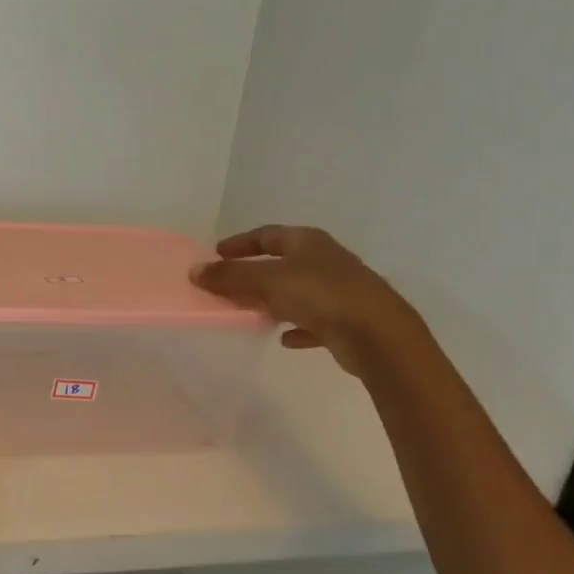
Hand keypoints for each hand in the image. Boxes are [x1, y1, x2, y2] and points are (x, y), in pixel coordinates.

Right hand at [194, 225, 419, 376]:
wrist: (378, 335)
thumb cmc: (321, 295)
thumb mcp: (267, 281)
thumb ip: (230, 276)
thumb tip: (194, 271)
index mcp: (309, 242)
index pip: (268, 235)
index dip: (241, 243)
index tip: (217, 253)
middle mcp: (326, 261)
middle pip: (283, 263)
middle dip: (255, 273)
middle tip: (228, 285)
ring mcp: (340, 291)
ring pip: (298, 291)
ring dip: (274, 300)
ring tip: (251, 312)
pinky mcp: (348, 320)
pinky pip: (314, 321)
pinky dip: (297, 326)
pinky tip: (284, 339)